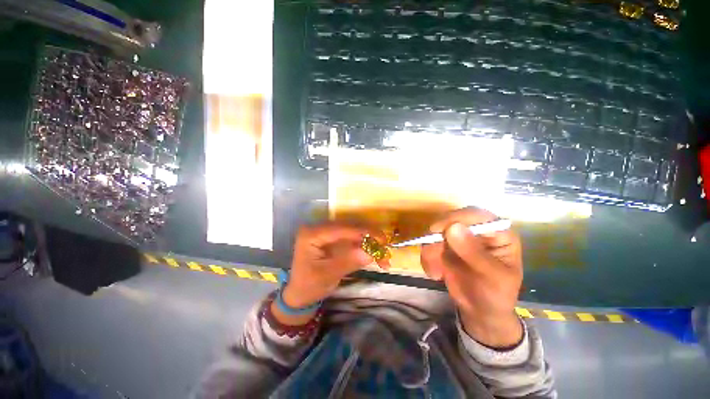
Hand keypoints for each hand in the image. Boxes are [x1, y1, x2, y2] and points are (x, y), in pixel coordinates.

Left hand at [282, 223, 387, 310]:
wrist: (301, 294)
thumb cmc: (309, 285)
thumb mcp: (328, 275)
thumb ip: (348, 262)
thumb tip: (370, 253)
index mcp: (311, 234)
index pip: (340, 228)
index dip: (362, 231)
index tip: (381, 238)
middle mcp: (319, 228)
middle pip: (348, 226)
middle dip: (368, 236)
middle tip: (385, 246)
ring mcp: (327, 232)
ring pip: (353, 231)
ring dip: (369, 241)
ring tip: (383, 253)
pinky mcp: (334, 238)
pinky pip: (352, 238)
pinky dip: (364, 245)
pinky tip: (375, 254)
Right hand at [421, 207, 523, 347]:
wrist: (480, 311)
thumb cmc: (496, 294)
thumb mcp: (492, 277)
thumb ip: (474, 253)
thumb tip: (453, 227)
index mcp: (497, 233)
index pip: (477, 215)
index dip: (458, 217)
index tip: (438, 229)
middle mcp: (476, 231)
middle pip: (452, 219)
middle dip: (438, 236)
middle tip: (431, 252)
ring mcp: (458, 238)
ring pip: (436, 232)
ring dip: (431, 251)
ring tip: (436, 273)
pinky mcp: (443, 246)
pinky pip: (428, 245)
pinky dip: (427, 258)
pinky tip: (435, 274)